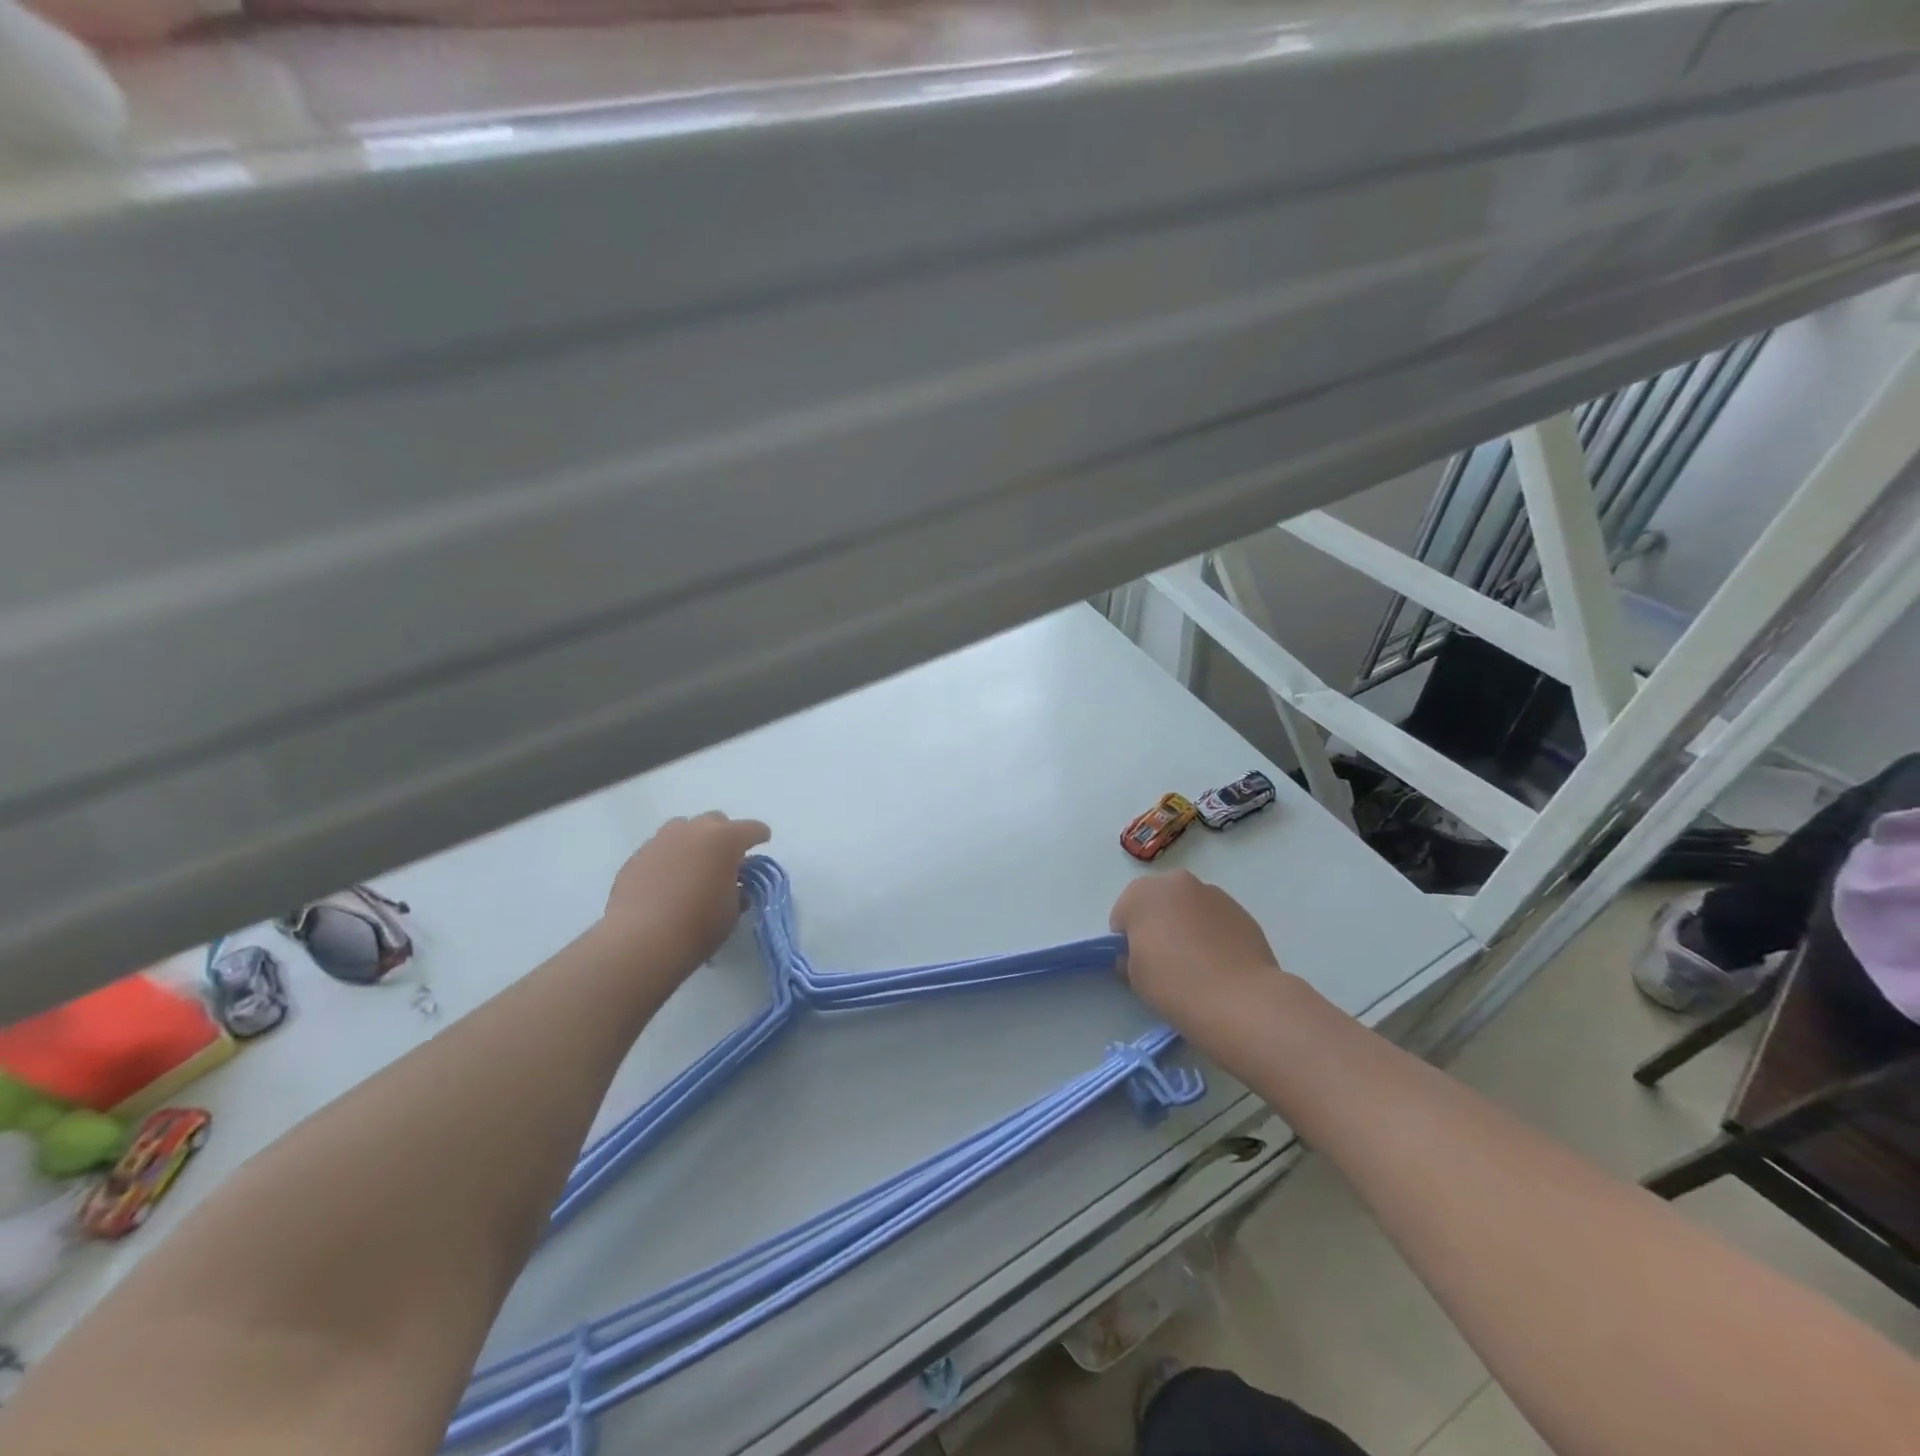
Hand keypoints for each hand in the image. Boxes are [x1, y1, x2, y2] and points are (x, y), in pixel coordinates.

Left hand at [603, 812, 771, 967]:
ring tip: (693, 867)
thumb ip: (737, 891)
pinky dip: (669, 858)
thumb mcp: (732, 911)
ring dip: (694, 842)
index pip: (752, 829)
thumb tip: (733, 886)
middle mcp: (693, 831)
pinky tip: (667, 882)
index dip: (760, 836)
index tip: (762, 843)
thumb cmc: (697, 926)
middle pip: (715, 821)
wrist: (639, 942)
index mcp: (725, 839)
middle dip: (724, 835)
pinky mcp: (636, 856)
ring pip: (683, 829)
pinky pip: (660, 848)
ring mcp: (661, 840)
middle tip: (725, 860)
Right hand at [1109, 871, 1290, 1036]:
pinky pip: (1215, 919)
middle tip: (1164, 960)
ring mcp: (1213, 894)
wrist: (1239, 1000)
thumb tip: (1139, 955)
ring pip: (1189, 908)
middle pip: (1158, 903)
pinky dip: (1213, 933)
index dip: (1127, 940)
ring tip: (1197, 964)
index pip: (1123, 913)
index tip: (1137, 963)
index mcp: (1142, 893)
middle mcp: (1177, 882)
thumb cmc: (1174, 984)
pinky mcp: (1241, 910)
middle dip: (1157, 924)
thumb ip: (1130, 956)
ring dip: (1186, 925)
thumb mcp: (1134, 976)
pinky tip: (1220, 964)